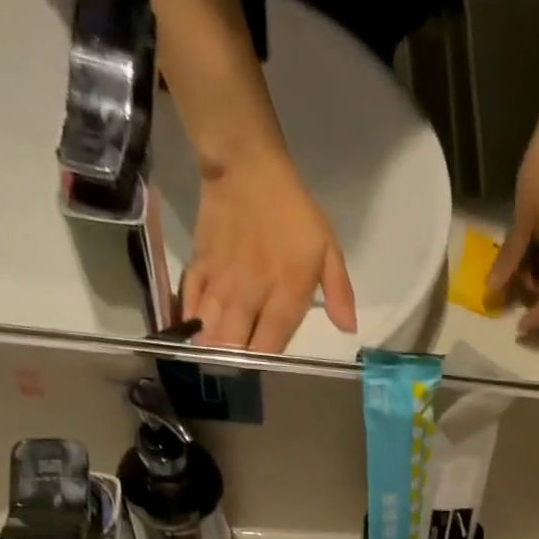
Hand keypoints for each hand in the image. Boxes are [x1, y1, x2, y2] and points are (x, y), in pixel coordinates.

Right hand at [181, 153, 356, 352]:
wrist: (246, 166)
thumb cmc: (293, 212)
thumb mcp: (328, 249)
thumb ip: (339, 292)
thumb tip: (348, 329)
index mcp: (285, 294)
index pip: (271, 344)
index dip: (265, 363)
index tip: (264, 371)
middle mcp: (250, 294)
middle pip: (235, 343)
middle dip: (234, 362)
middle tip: (236, 370)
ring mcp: (222, 281)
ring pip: (210, 327)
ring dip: (210, 347)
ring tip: (212, 360)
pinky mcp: (200, 265)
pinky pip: (190, 301)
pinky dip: (190, 319)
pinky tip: (192, 332)